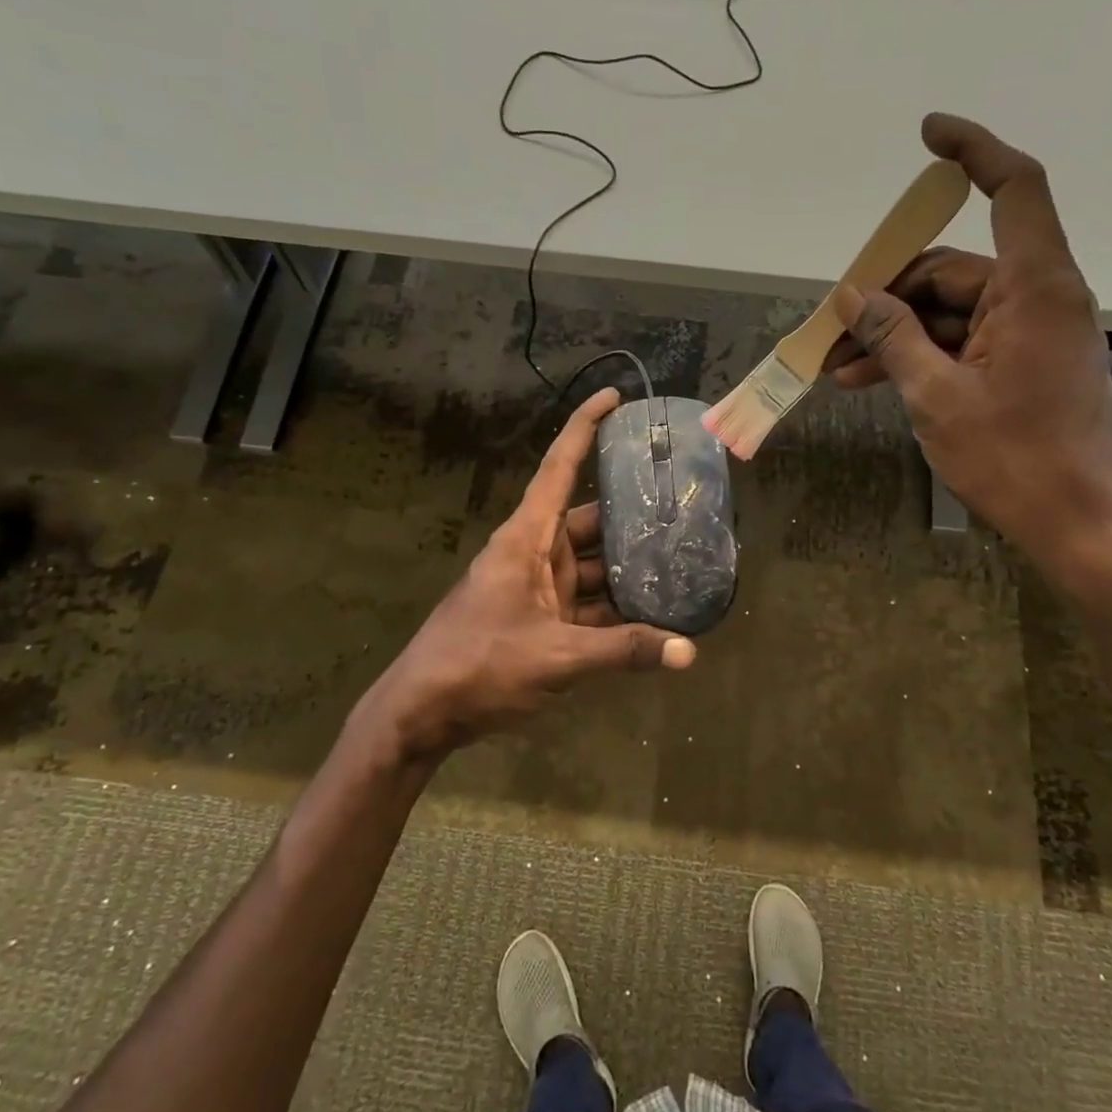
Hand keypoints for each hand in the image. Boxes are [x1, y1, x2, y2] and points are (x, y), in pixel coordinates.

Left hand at [373, 388, 694, 757]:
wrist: (422, 714)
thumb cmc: (479, 665)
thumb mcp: (557, 656)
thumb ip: (623, 650)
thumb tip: (689, 652)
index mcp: (527, 538)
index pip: (560, 467)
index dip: (585, 428)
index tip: (615, 398)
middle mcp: (534, 552)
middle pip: (590, 519)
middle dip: (632, 513)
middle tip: (684, 505)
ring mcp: (537, 588)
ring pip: (592, 564)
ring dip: (629, 567)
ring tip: (682, 560)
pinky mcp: (541, 620)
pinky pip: (586, 602)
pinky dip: (616, 608)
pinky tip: (655, 614)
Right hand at [828, 113, 1111, 576]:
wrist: (1077, 527)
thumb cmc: (1012, 459)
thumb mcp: (936, 395)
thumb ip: (893, 336)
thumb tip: (853, 294)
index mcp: (1036, 288)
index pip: (1014, 190)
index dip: (974, 151)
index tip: (927, 135)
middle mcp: (1041, 298)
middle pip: (956, 268)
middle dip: (889, 295)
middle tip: (832, 329)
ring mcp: (1034, 334)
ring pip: (952, 312)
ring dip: (896, 334)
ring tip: (840, 369)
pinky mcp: (1027, 365)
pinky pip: (965, 342)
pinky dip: (922, 355)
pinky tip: (874, 380)